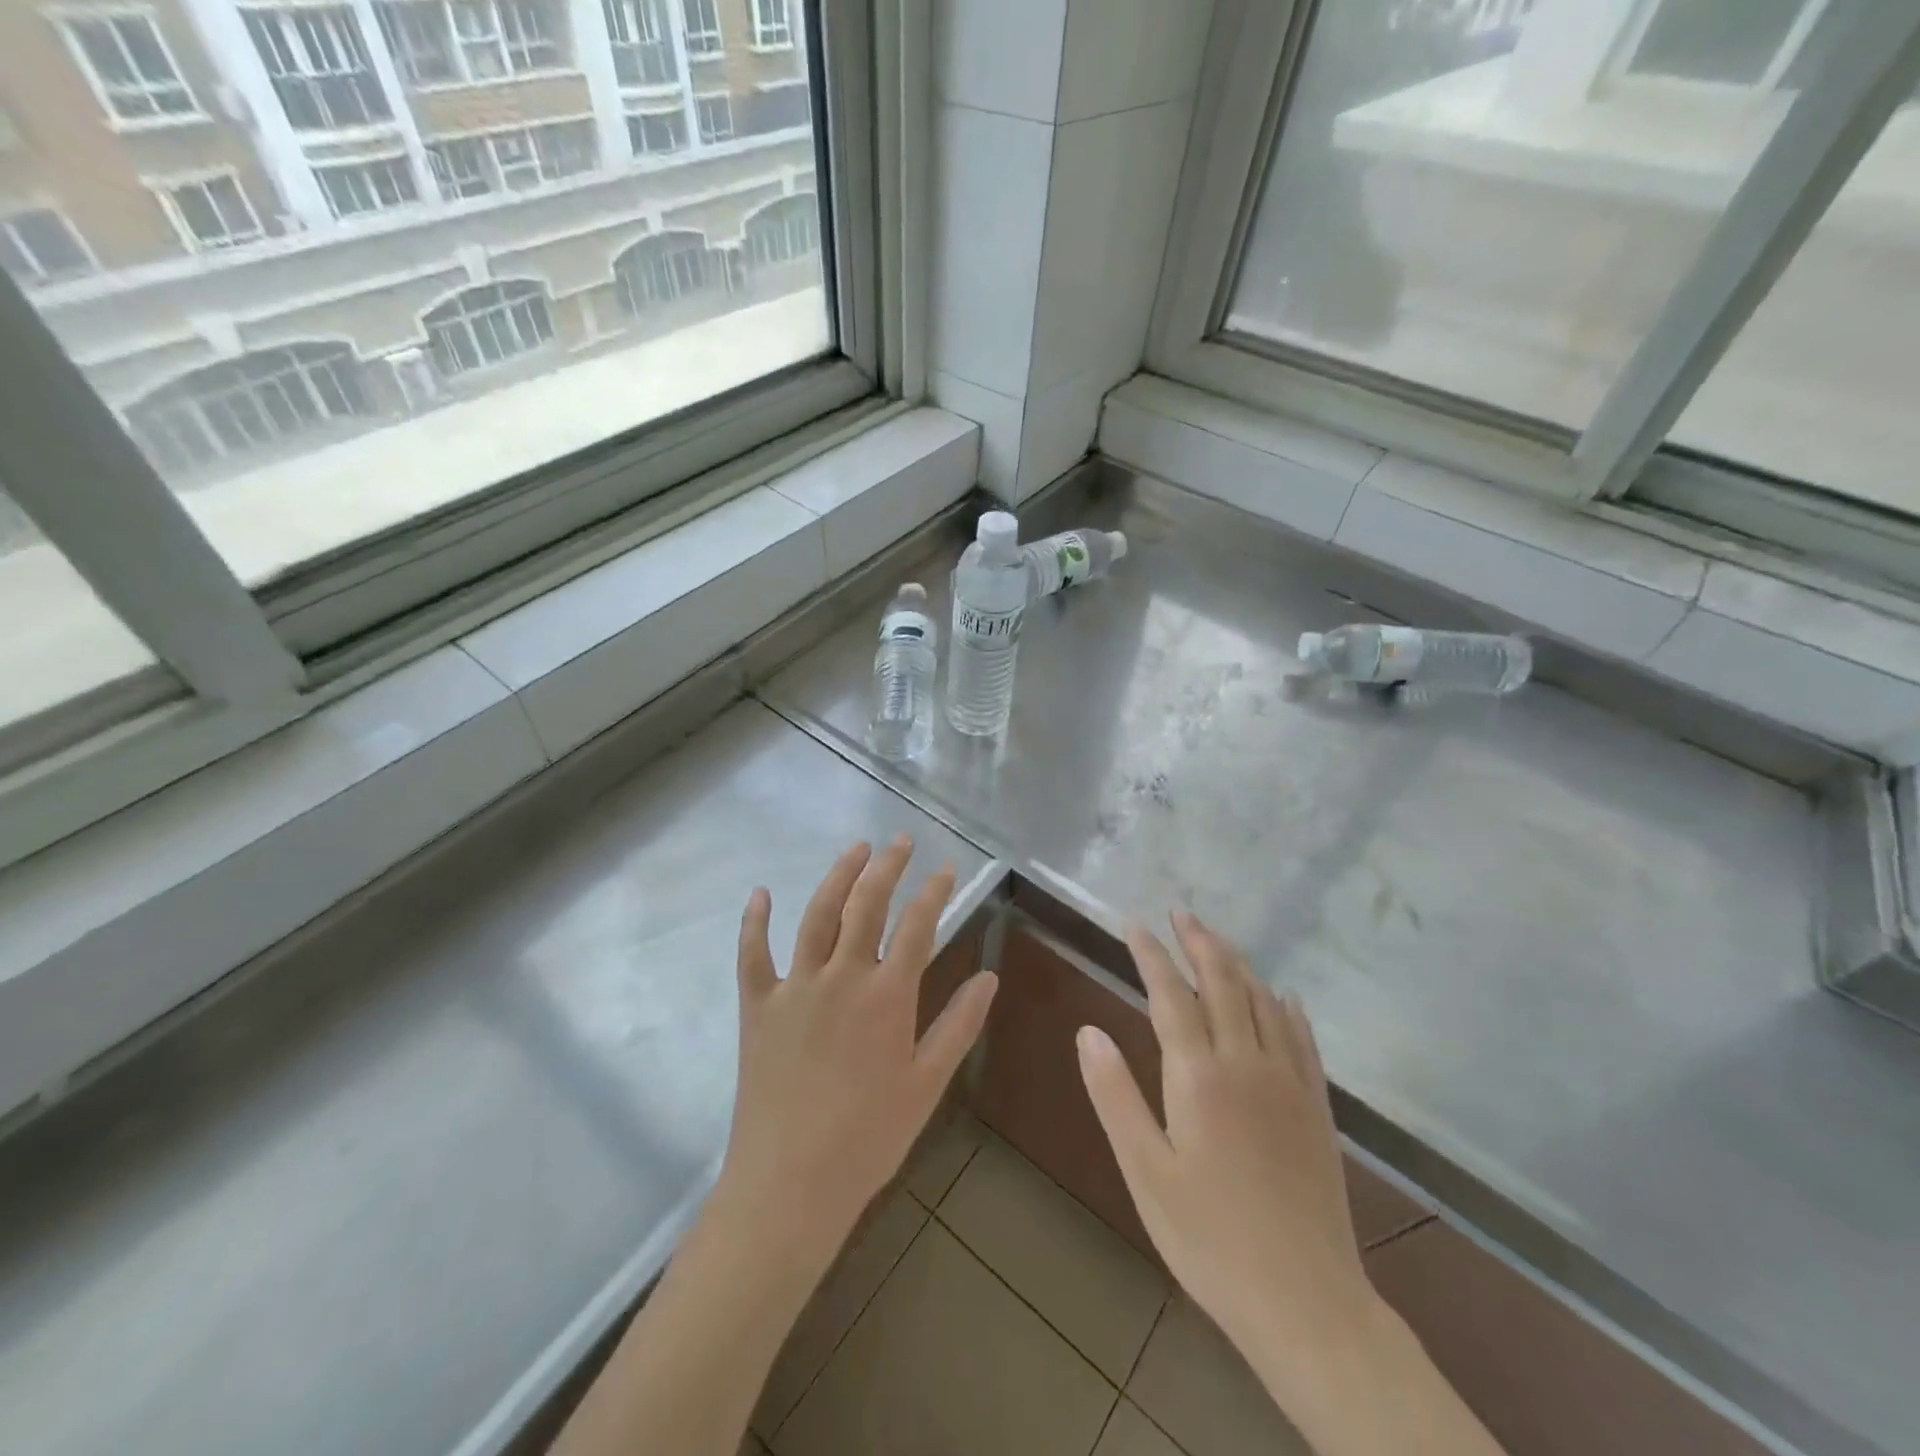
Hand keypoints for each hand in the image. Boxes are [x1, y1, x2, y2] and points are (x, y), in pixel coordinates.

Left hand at [718, 837, 998, 1261]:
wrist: (790, 1184)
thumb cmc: (868, 1137)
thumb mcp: (927, 1084)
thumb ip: (959, 1025)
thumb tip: (989, 976)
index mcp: (887, 997)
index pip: (918, 926)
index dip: (934, 892)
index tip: (946, 869)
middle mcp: (841, 978)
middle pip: (867, 905)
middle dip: (887, 866)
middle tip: (901, 841)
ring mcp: (795, 987)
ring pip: (817, 915)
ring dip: (838, 876)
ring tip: (856, 849)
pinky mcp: (757, 1006)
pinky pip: (753, 954)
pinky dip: (754, 921)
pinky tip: (760, 893)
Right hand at [1077, 910, 1371, 1360]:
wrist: (1307, 1302)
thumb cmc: (1210, 1239)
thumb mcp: (1146, 1172)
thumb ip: (1115, 1096)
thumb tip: (1088, 1031)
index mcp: (1199, 1076)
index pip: (1170, 994)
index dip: (1150, 954)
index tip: (1134, 924)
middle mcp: (1247, 1063)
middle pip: (1223, 982)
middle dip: (1199, 942)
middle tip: (1180, 912)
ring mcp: (1289, 1081)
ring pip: (1263, 1000)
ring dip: (1238, 963)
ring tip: (1217, 940)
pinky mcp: (1317, 1106)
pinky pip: (1302, 1037)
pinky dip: (1286, 1006)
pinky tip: (1282, 996)